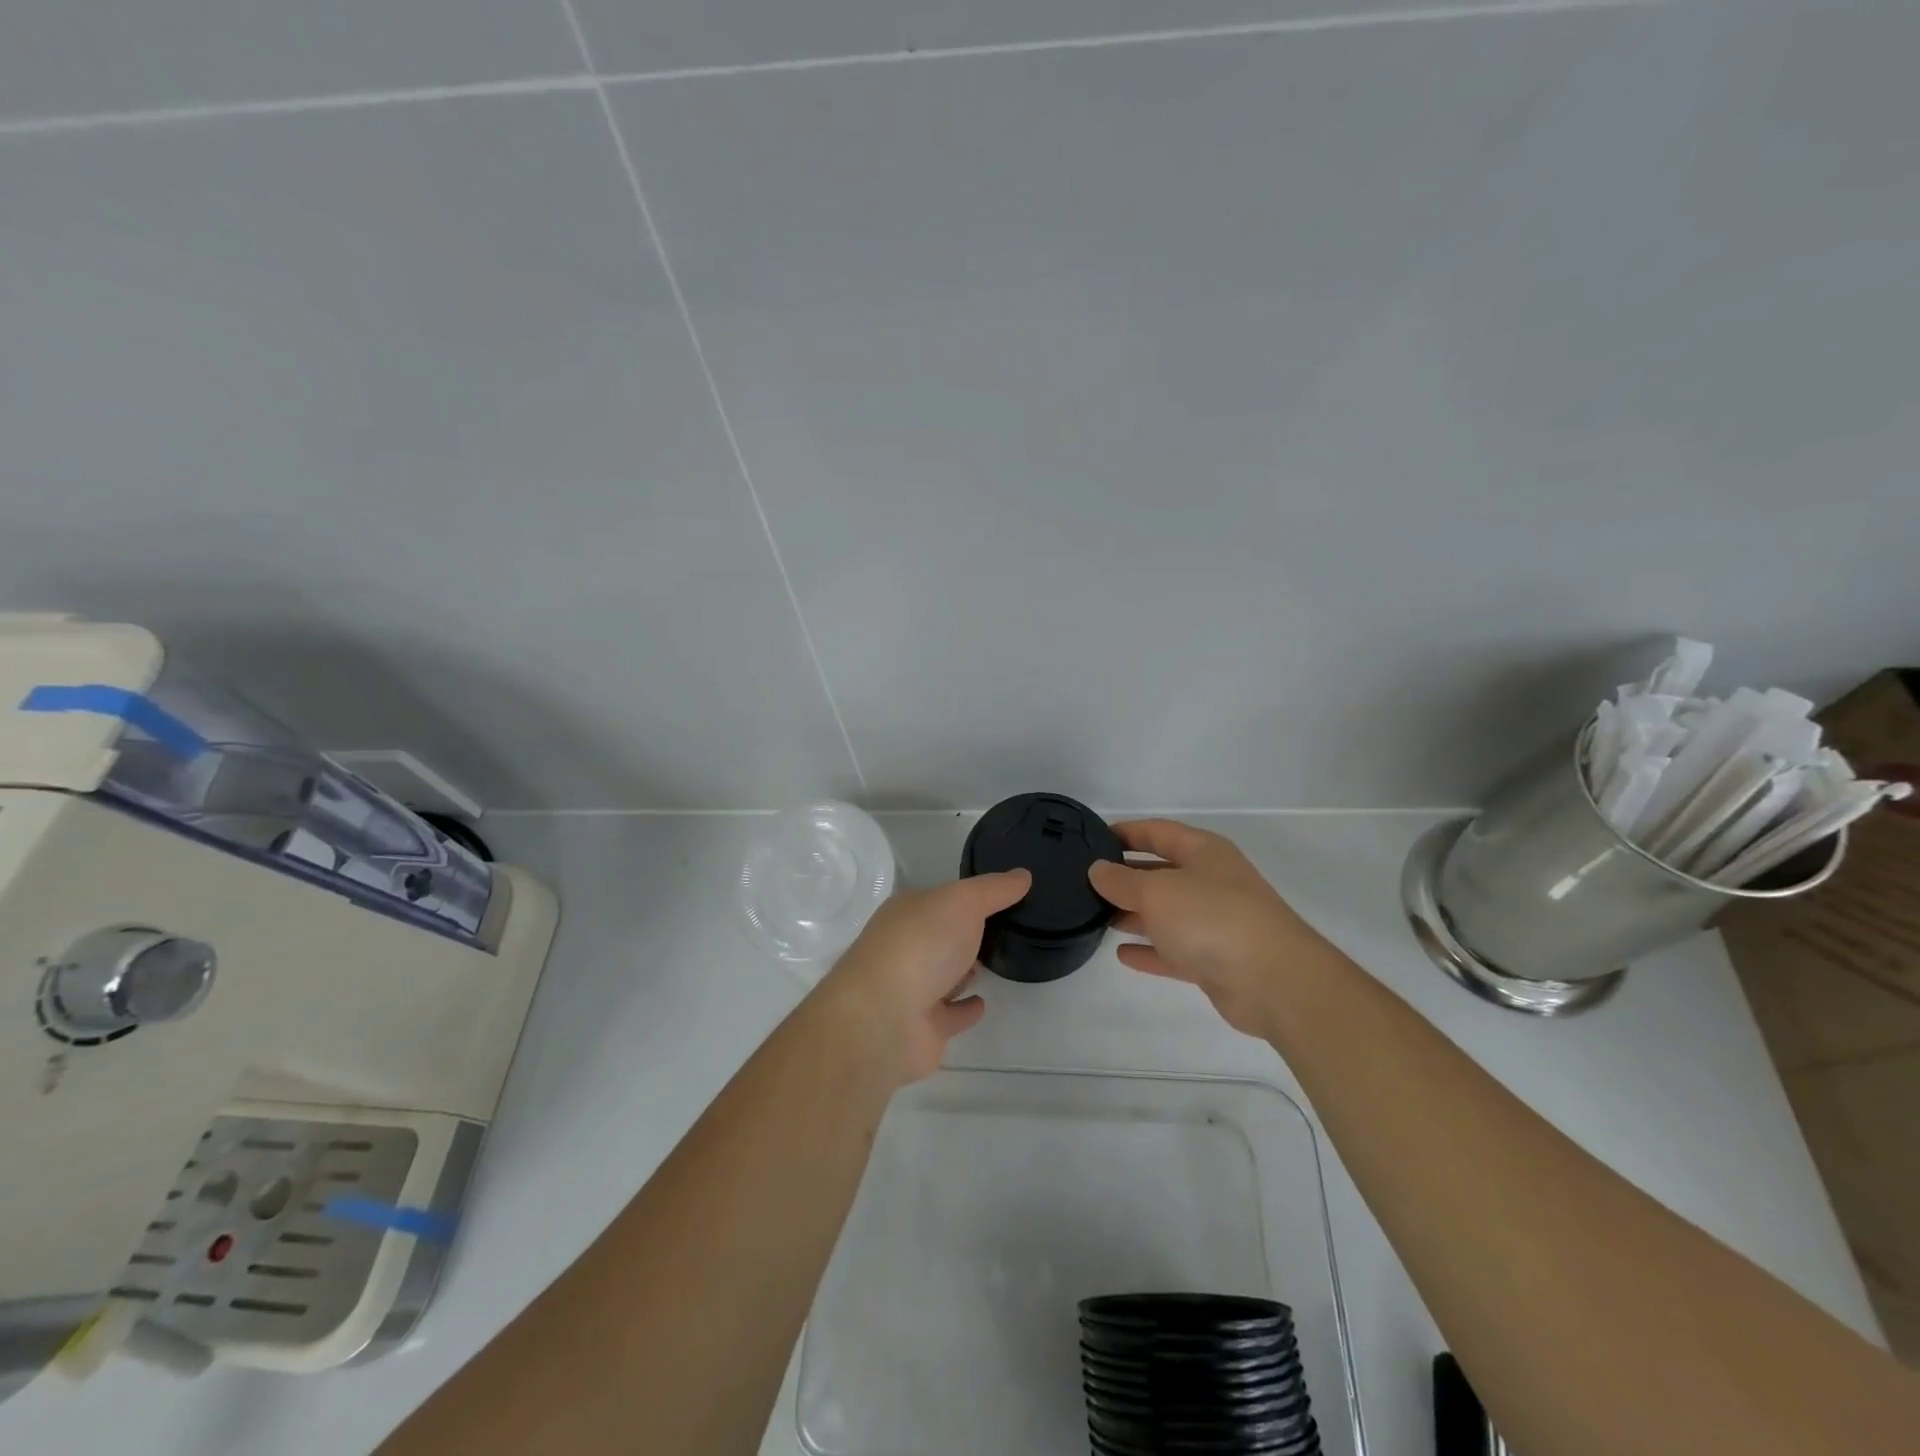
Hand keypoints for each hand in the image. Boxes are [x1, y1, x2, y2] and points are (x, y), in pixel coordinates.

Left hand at [817, 870, 1031, 1085]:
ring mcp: (911, 990)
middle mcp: (905, 947)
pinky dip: (965, 1009)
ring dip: (964, 970)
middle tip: (1003, 929)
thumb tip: (1023, 875)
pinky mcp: (922, 1029)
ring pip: (943, 975)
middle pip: (941, 936)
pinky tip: (983, 1002)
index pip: (940, 899)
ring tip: (994, 961)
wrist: (884, 1019)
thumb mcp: (963, 902)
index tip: (1001, 896)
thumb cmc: (921, 945)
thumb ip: (994, 889)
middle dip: (965, 933)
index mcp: (907, 912)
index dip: (967, 896)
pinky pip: (950, 1014)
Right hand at [1088, 819, 1329, 1036]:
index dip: (1126, 832)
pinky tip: (1122, 954)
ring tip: (1096, 916)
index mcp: (1203, 852)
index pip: (1157, 832)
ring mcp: (1215, 922)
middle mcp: (1211, 882)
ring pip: (1167, 913)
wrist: (1274, 982)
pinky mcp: (1216, 960)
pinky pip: (1174, 950)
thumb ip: (1122, 881)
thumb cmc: (1212, 918)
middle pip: (1161, 872)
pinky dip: (1150, 951)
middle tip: (1086, 884)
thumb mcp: (1157, 891)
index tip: (1092, 839)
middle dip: (1126, 877)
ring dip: (1134, 914)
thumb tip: (1097, 869)